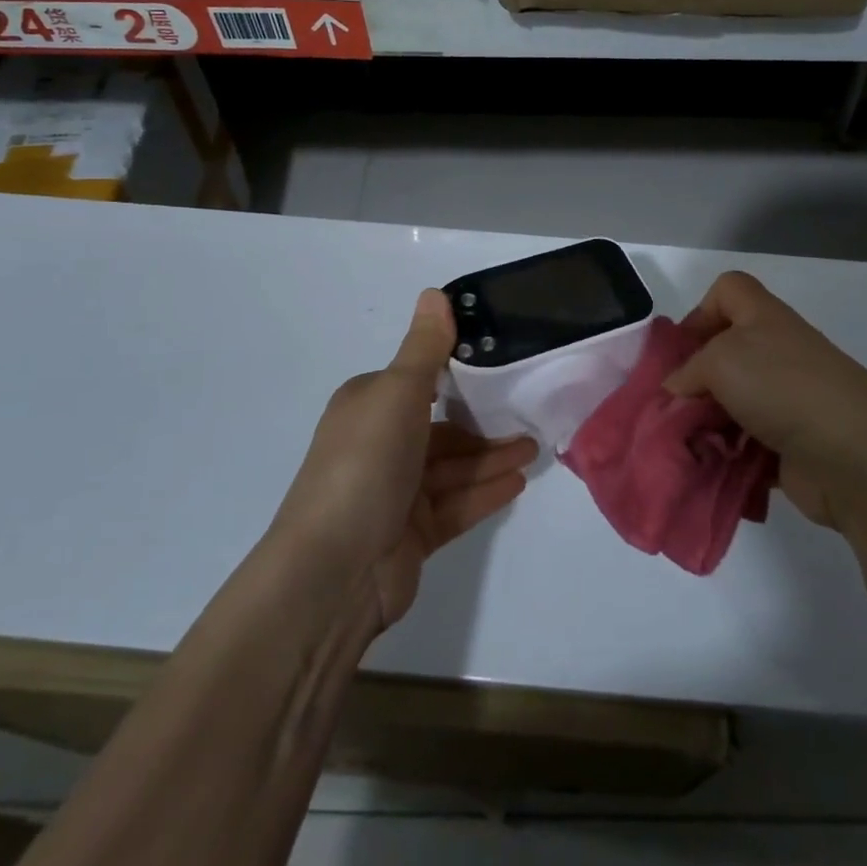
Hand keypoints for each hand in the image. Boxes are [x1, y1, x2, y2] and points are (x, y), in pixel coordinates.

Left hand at [277, 291, 535, 630]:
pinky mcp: (410, 534)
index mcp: (368, 406)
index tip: (504, 365)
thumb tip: (434, 292)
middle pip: (441, 428)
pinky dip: (483, 492)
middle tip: (530, 417)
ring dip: (491, 458)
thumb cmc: (364, 465)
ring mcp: (394, 493)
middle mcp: (378, 445)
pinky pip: (455, 504)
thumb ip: (424, 348)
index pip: (419, 382)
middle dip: (484, 424)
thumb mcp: (396, 394)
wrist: (333, 573)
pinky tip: (517, 483)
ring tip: (534, 452)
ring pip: (452, 468)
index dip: (458, 374)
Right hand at [664, 272, 866, 530]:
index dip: (700, 311)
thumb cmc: (782, 387)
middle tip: (672, 408)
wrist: (854, 456)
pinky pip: (746, 445)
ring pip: (731, 404)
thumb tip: (677, 391)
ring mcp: (786, 400)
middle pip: (723, 353)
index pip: (728, 290)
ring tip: (688, 447)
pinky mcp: (790, 444)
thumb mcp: (720, 361)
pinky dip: (728, 456)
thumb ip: (688, 370)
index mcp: (763, 318)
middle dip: (694, 382)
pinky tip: (712, 469)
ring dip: (706, 426)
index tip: (681, 351)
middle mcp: (776, 353)